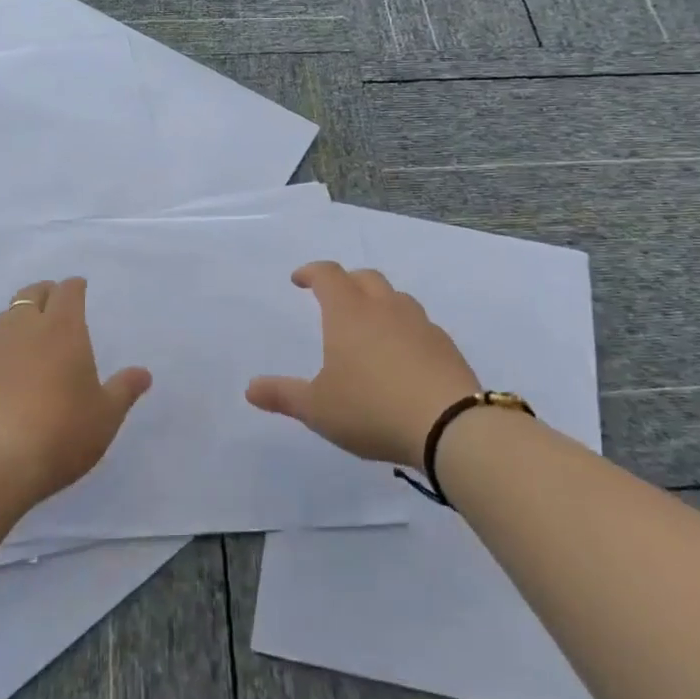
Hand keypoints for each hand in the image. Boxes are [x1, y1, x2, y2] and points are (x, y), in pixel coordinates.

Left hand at [0, 277, 151, 503]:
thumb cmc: (60, 432)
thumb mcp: (104, 416)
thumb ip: (123, 391)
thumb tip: (143, 373)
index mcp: (62, 329)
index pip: (67, 292)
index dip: (74, 287)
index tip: (79, 287)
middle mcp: (22, 330)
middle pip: (30, 295)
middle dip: (44, 293)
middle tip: (53, 301)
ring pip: (3, 319)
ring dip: (17, 319)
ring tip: (27, 334)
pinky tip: (2, 377)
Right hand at [247, 261, 481, 469]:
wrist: (450, 426)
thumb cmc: (371, 409)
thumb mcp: (318, 409)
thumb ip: (283, 395)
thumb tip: (249, 389)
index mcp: (348, 313)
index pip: (327, 275)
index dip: (311, 273)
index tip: (299, 280)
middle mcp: (384, 308)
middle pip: (364, 278)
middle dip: (346, 282)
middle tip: (334, 298)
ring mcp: (420, 324)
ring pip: (395, 297)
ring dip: (378, 301)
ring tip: (369, 326)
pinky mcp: (445, 345)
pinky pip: (419, 324)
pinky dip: (404, 328)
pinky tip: (402, 355)